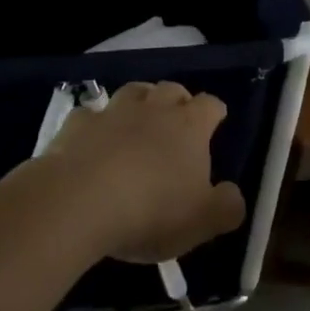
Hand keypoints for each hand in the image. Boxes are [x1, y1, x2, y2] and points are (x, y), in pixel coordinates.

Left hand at [42, 81, 246, 262]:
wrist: (78, 202)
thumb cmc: (151, 211)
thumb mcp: (203, 220)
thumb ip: (227, 206)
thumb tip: (233, 195)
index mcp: (190, 126)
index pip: (211, 104)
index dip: (214, 113)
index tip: (215, 125)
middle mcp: (154, 109)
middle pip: (172, 89)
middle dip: (177, 101)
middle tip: (177, 124)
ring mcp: (113, 112)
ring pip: (133, 91)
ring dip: (139, 102)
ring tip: (138, 121)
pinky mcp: (76, 125)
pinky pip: (89, 115)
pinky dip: (94, 124)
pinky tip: (92, 141)